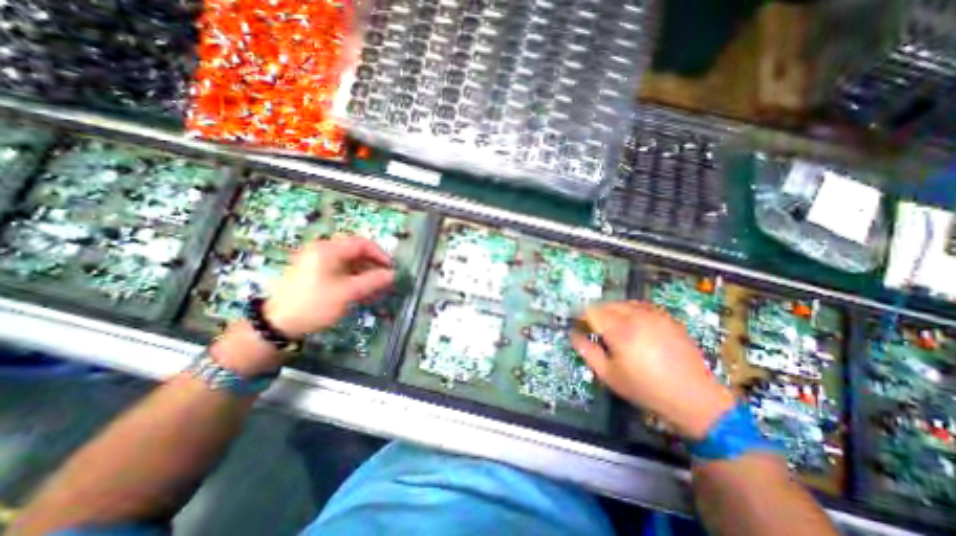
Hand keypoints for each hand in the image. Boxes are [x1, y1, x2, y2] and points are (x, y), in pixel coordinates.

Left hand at [263, 237, 393, 336]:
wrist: (277, 325)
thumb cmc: (314, 304)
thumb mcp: (347, 293)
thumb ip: (372, 281)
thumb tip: (392, 274)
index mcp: (328, 249)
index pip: (361, 243)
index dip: (380, 254)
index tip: (391, 268)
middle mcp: (322, 251)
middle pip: (356, 252)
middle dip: (373, 266)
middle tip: (385, 280)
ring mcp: (318, 262)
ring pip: (350, 263)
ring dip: (365, 274)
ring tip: (377, 290)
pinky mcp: (316, 274)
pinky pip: (341, 271)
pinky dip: (354, 280)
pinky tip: (363, 293)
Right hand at [571, 301, 733, 438]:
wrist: (694, 398)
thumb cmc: (645, 388)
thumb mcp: (609, 375)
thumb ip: (587, 351)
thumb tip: (574, 334)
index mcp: (619, 330)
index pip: (591, 311)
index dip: (581, 316)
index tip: (579, 326)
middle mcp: (635, 316)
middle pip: (606, 304)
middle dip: (596, 314)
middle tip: (595, 330)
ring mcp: (654, 315)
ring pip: (623, 303)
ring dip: (613, 312)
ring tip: (614, 328)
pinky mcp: (667, 318)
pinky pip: (641, 306)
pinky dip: (631, 311)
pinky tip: (634, 326)